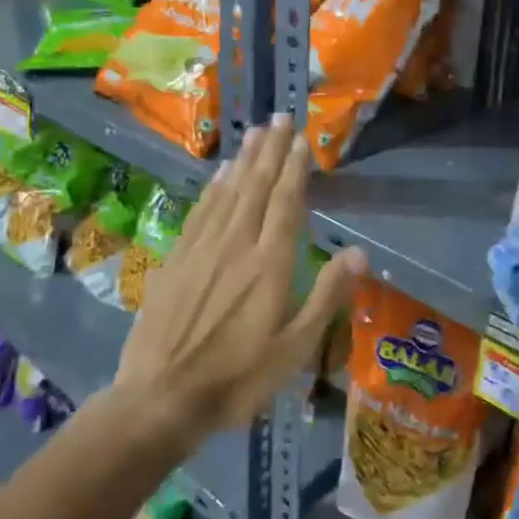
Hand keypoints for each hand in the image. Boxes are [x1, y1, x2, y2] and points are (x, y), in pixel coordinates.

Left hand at [114, 115, 364, 442]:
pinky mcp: (176, 261)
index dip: (294, 168)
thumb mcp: (295, 349)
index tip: (300, 138)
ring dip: (243, 160)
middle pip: (256, 187)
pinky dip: (213, 188)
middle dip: (270, 151)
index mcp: (269, 264)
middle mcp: (236, 246)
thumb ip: (327, 296)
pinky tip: (219, 175)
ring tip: (254, 132)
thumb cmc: (238, 379)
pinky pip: (200, 213)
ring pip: (227, 193)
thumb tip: (359, 253)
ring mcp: (201, 251)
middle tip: (279, 118)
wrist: (159, 400)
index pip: (285, 203)